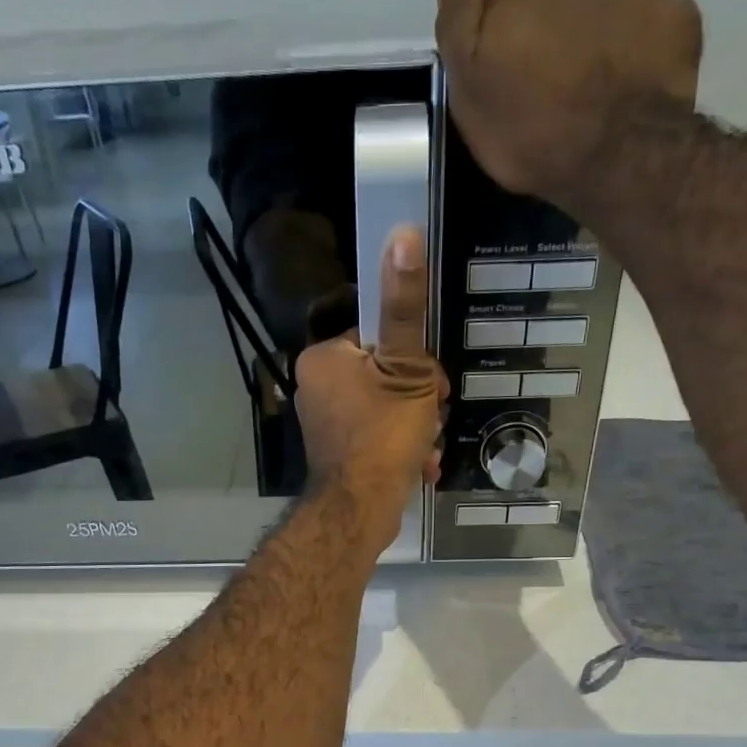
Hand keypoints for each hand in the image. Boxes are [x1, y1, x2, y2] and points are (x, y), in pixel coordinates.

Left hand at [293, 225, 447, 547]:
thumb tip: (403, 234)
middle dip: (418, 398)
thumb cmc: (382, 435)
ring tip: (425, 447)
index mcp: (324, 358)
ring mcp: (325, 424)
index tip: (430, 384)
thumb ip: (405, 307)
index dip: (414, 359)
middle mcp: (316, 387)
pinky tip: (420, 466)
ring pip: (385, 408)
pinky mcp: (337, 454)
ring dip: (416, 426)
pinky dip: (401, 449)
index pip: (378, 337)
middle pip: (385, 374)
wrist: (360, 512)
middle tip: (430, 417)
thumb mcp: (406, 367)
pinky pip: (376, 438)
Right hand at [435, 0, 702, 210]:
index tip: (504, 84)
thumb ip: (458, 30)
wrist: (617, 153)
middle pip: (552, 6)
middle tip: (551, 97)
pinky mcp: (674, 14)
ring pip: (602, 9)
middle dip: (548, 39)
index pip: (498, 10)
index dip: (498, 46)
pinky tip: (633, 85)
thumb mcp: (470, 97)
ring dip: (594, 40)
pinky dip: (641, 48)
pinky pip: (651, 24)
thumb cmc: (532, 135)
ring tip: (595, 94)